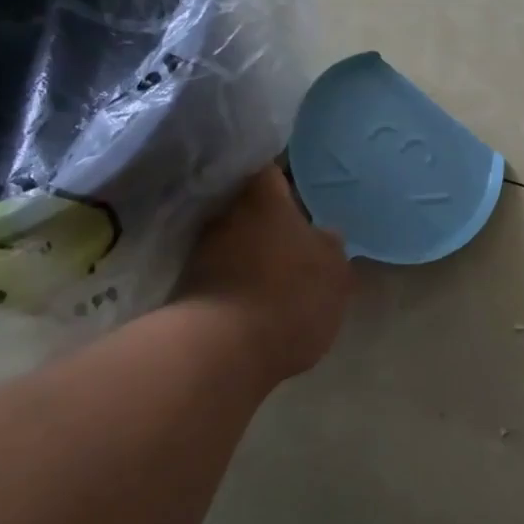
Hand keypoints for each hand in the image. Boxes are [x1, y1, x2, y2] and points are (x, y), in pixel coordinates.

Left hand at [173, 166, 350, 384]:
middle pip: (248, 209)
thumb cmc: (290, 295)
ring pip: (233, 242)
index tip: (298, 193)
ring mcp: (202, 254)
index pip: (270, 172)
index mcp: (264, 201)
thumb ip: (330, 247)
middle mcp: (227, 217)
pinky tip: (257, 301)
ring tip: (276, 275)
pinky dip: (236, 283)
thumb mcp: (335, 272)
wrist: (222, 351)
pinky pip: (220, 275)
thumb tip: (323, 235)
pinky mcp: (188, 290)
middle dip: (267, 222)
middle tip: (293, 238)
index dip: (284, 181)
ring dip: (251, 254)